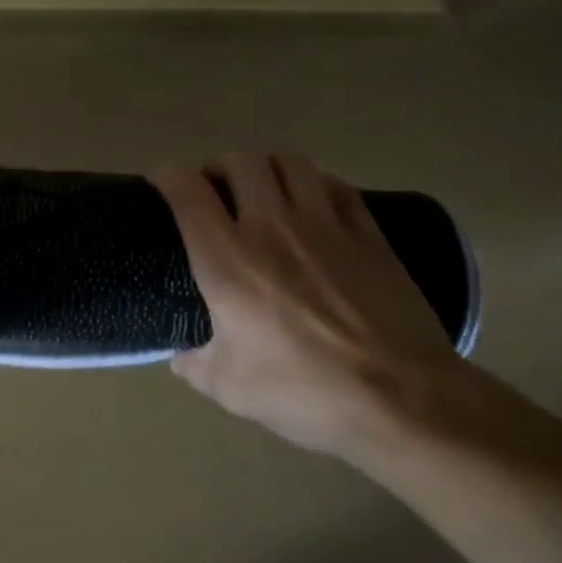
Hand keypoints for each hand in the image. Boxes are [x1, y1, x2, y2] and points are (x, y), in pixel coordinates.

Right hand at [151, 154, 460, 460]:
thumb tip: (181, 357)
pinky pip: (334, 184)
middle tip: (213, 191)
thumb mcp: (229, 388)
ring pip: (289, 162)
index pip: (187, 191)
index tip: (160, 183)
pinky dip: (313, 183)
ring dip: (266, 168)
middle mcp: (271, 227)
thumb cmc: (304, 391)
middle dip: (218, 168)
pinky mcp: (368, 233)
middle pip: (239, 163)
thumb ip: (194, 365)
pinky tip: (312, 204)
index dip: (167, 176)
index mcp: (226, 260)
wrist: (402, 400)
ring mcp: (325, 224)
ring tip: (261, 190)